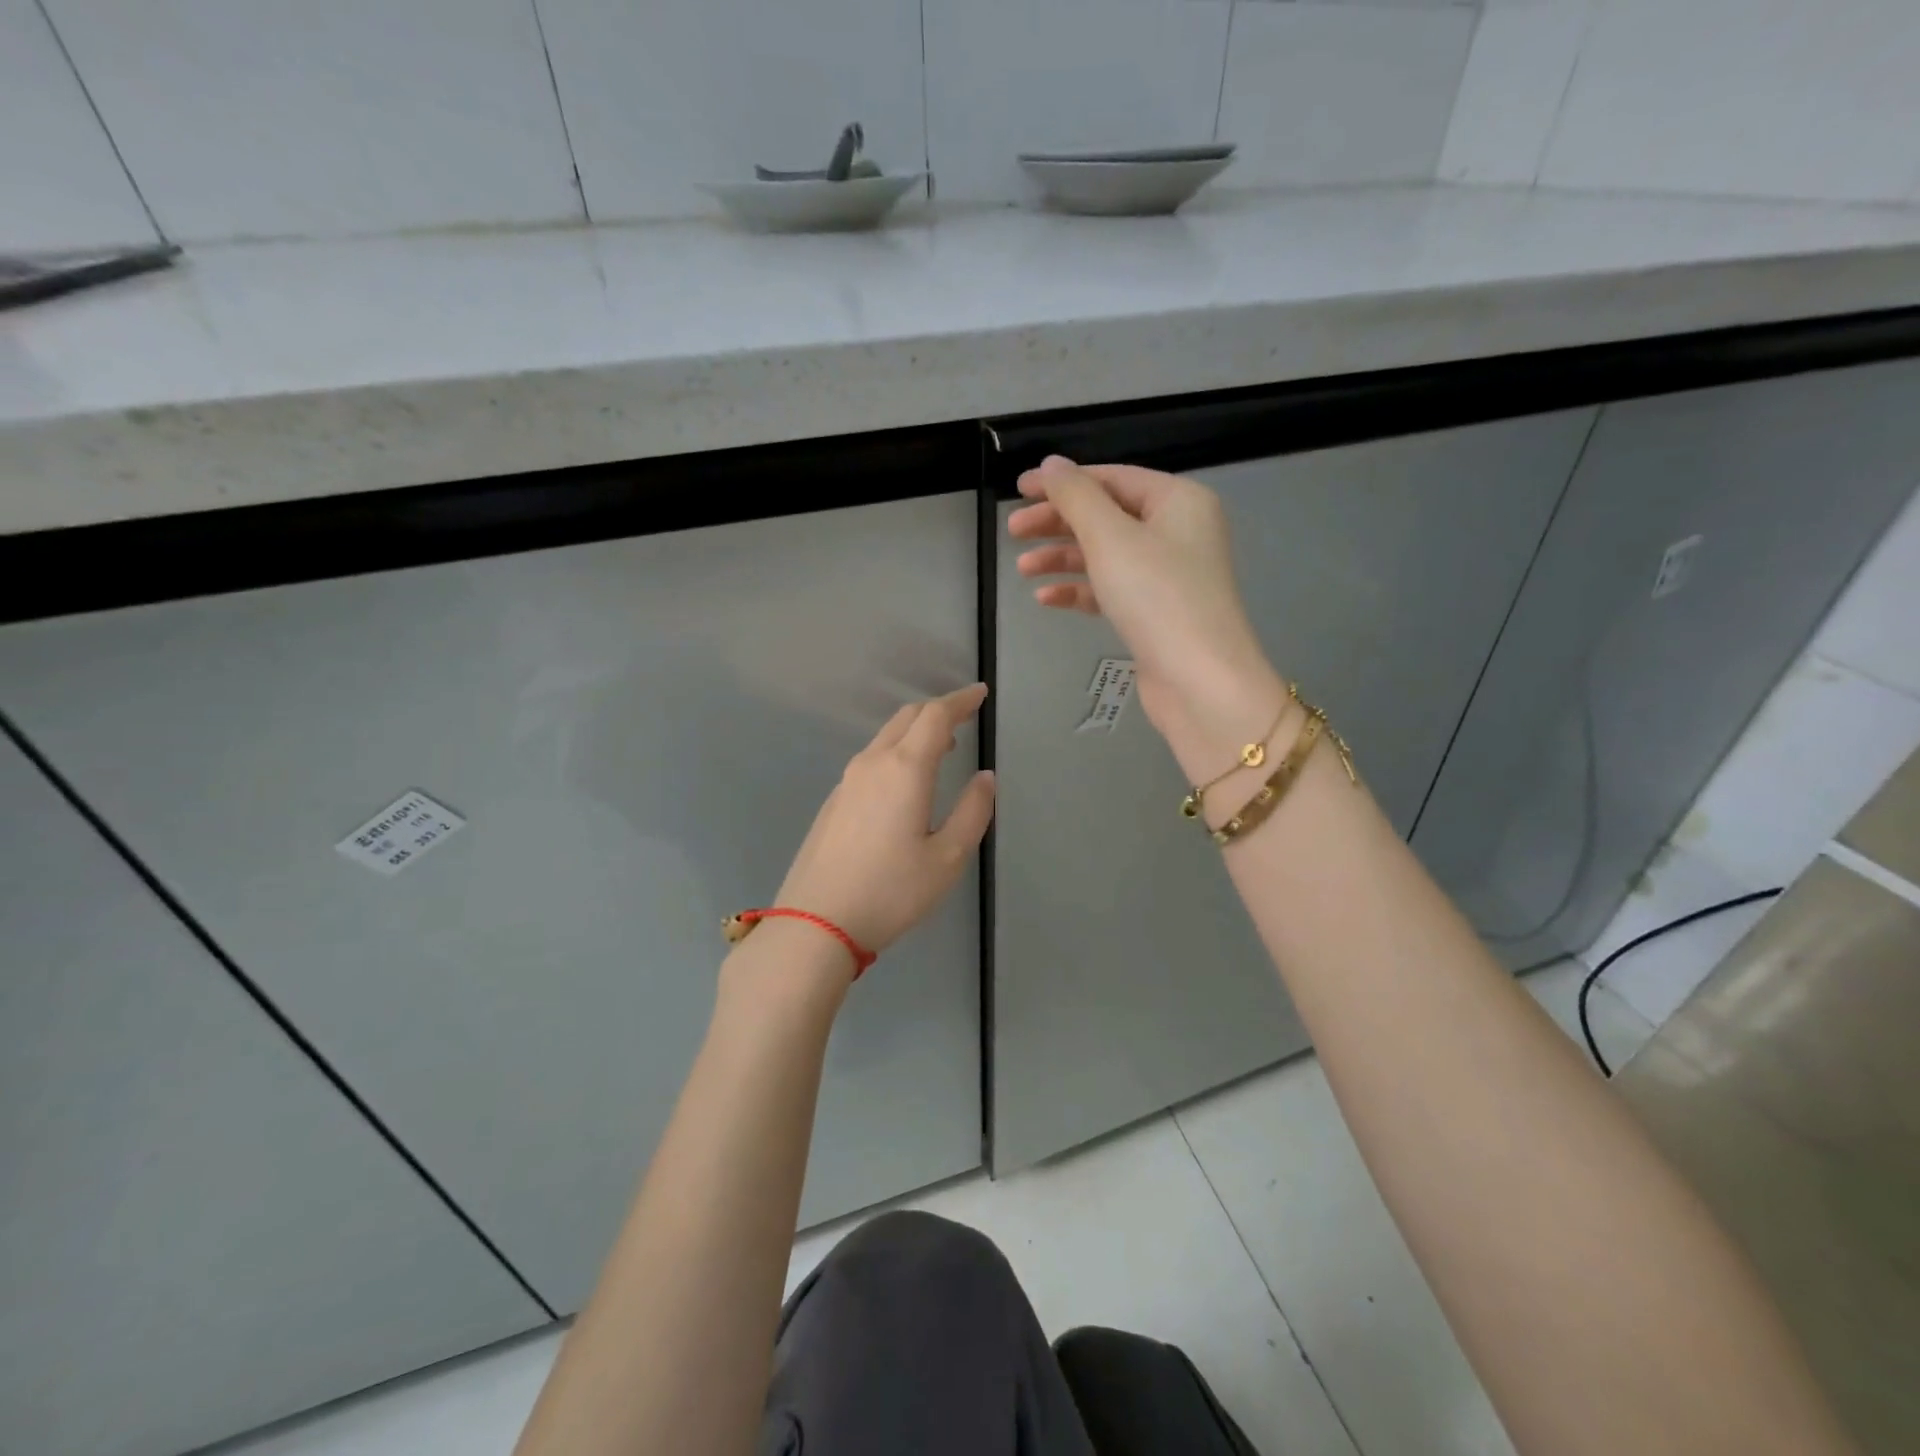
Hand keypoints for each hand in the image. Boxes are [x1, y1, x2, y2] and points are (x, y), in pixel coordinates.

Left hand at [772, 685, 995, 958]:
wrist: (815, 922)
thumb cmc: (891, 892)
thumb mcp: (947, 858)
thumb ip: (972, 812)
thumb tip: (985, 778)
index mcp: (905, 769)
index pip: (936, 716)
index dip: (960, 700)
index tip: (979, 694)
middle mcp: (872, 763)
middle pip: (907, 718)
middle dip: (938, 711)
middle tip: (965, 717)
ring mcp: (847, 781)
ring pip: (885, 737)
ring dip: (916, 732)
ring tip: (942, 748)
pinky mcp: (833, 801)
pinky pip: (871, 759)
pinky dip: (896, 752)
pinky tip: (905, 782)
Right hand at [1008, 456, 1288, 775]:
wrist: (1199, 681)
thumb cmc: (1157, 597)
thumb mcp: (1111, 538)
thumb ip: (1076, 497)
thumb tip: (1051, 465)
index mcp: (1177, 501)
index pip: (1111, 478)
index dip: (1062, 482)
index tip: (1018, 490)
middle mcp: (1177, 531)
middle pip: (1106, 515)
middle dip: (1057, 522)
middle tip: (1012, 531)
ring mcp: (1168, 575)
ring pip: (1105, 555)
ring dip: (1062, 558)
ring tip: (1022, 569)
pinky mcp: (1155, 613)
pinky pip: (1110, 590)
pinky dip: (1079, 590)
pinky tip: (1046, 599)